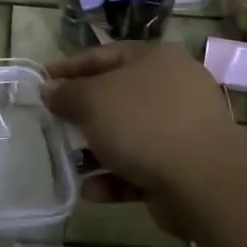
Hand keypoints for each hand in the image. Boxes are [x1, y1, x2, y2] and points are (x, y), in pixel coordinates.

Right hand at [42, 43, 243, 213]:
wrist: (205, 182)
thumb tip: (50, 89)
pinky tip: (90, 191)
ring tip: (67, 162)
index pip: (104, 55)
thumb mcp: (93, 101)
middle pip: (117, 96)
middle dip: (82, 113)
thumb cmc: (144, 124)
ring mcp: (181, 130)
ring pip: (127, 135)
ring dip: (96, 150)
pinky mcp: (182, 167)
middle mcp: (172, 89)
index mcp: (155, 60)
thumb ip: (67, 94)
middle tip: (53, 122)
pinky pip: (140, 168)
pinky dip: (115, 178)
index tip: (42, 79)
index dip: (70, 66)